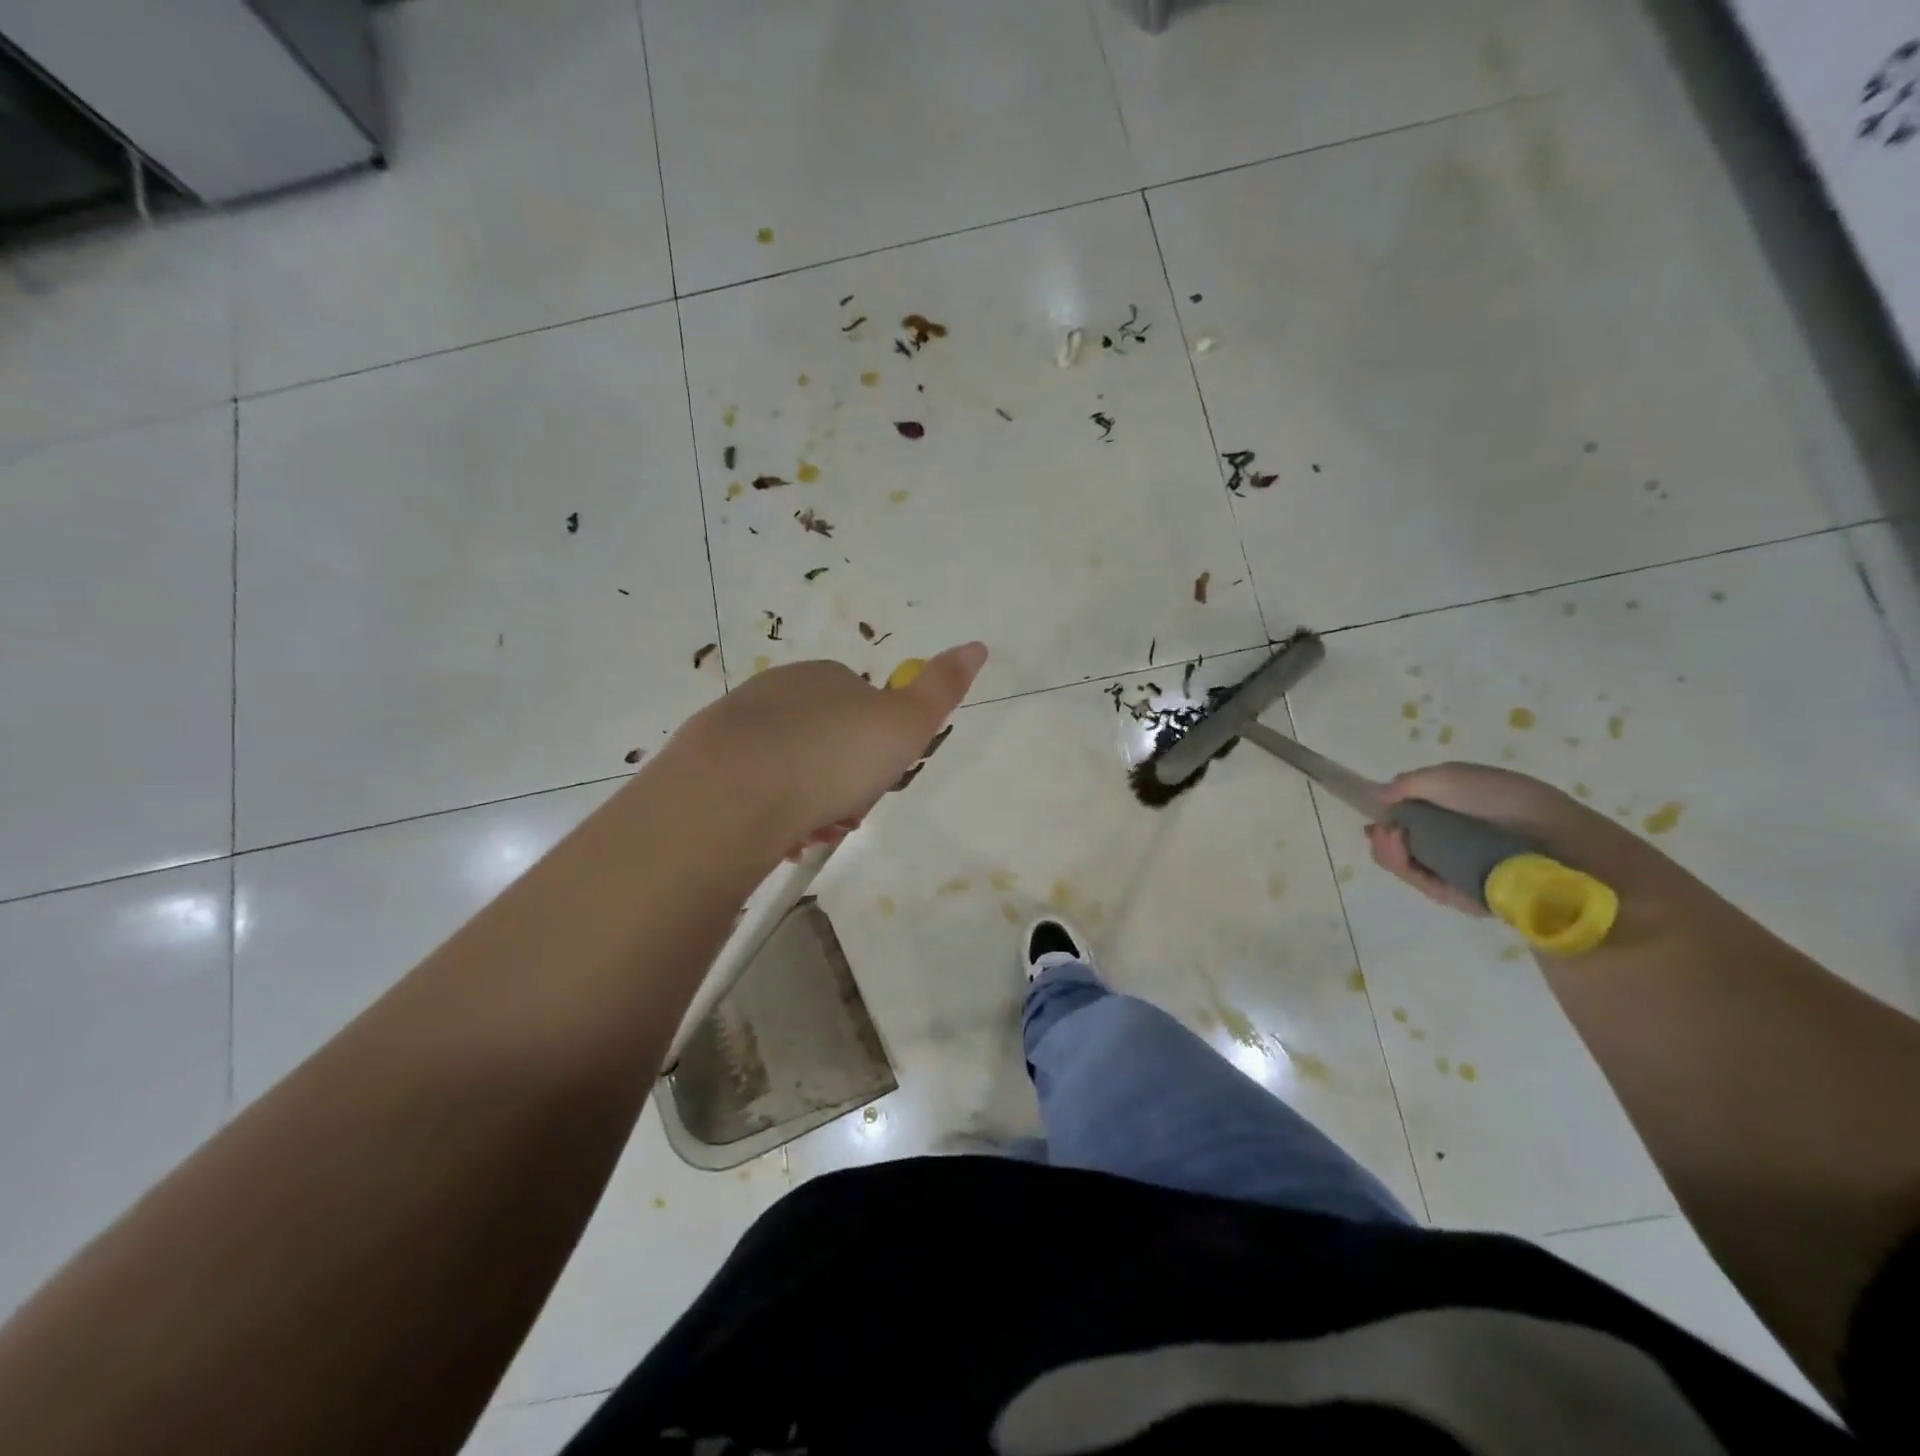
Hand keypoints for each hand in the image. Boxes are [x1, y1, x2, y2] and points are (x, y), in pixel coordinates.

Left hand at [674, 642, 987, 849]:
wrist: (737, 791)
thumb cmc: (834, 755)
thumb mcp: (905, 724)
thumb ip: (940, 689)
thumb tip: (977, 646)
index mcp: (824, 676)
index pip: (861, 703)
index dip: (876, 745)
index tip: (880, 779)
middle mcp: (777, 691)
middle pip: (824, 739)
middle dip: (841, 779)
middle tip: (848, 812)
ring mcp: (736, 726)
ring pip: (787, 768)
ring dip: (809, 803)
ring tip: (815, 832)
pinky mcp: (704, 764)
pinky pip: (751, 789)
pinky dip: (771, 814)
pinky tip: (779, 837)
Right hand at [1366, 762, 1676, 919]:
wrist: (1564, 856)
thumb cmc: (1512, 806)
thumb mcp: (1456, 778)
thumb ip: (1412, 783)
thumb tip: (1377, 796)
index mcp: (1463, 806)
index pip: (1415, 809)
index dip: (1391, 811)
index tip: (1375, 812)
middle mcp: (1459, 837)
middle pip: (1404, 837)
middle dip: (1386, 834)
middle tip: (1382, 833)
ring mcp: (1458, 868)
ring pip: (1407, 861)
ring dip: (1390, 851)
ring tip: (1393, 844)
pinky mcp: (1460, 896)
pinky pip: (1422, 883)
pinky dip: (1406, 870)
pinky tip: (1402, 857)